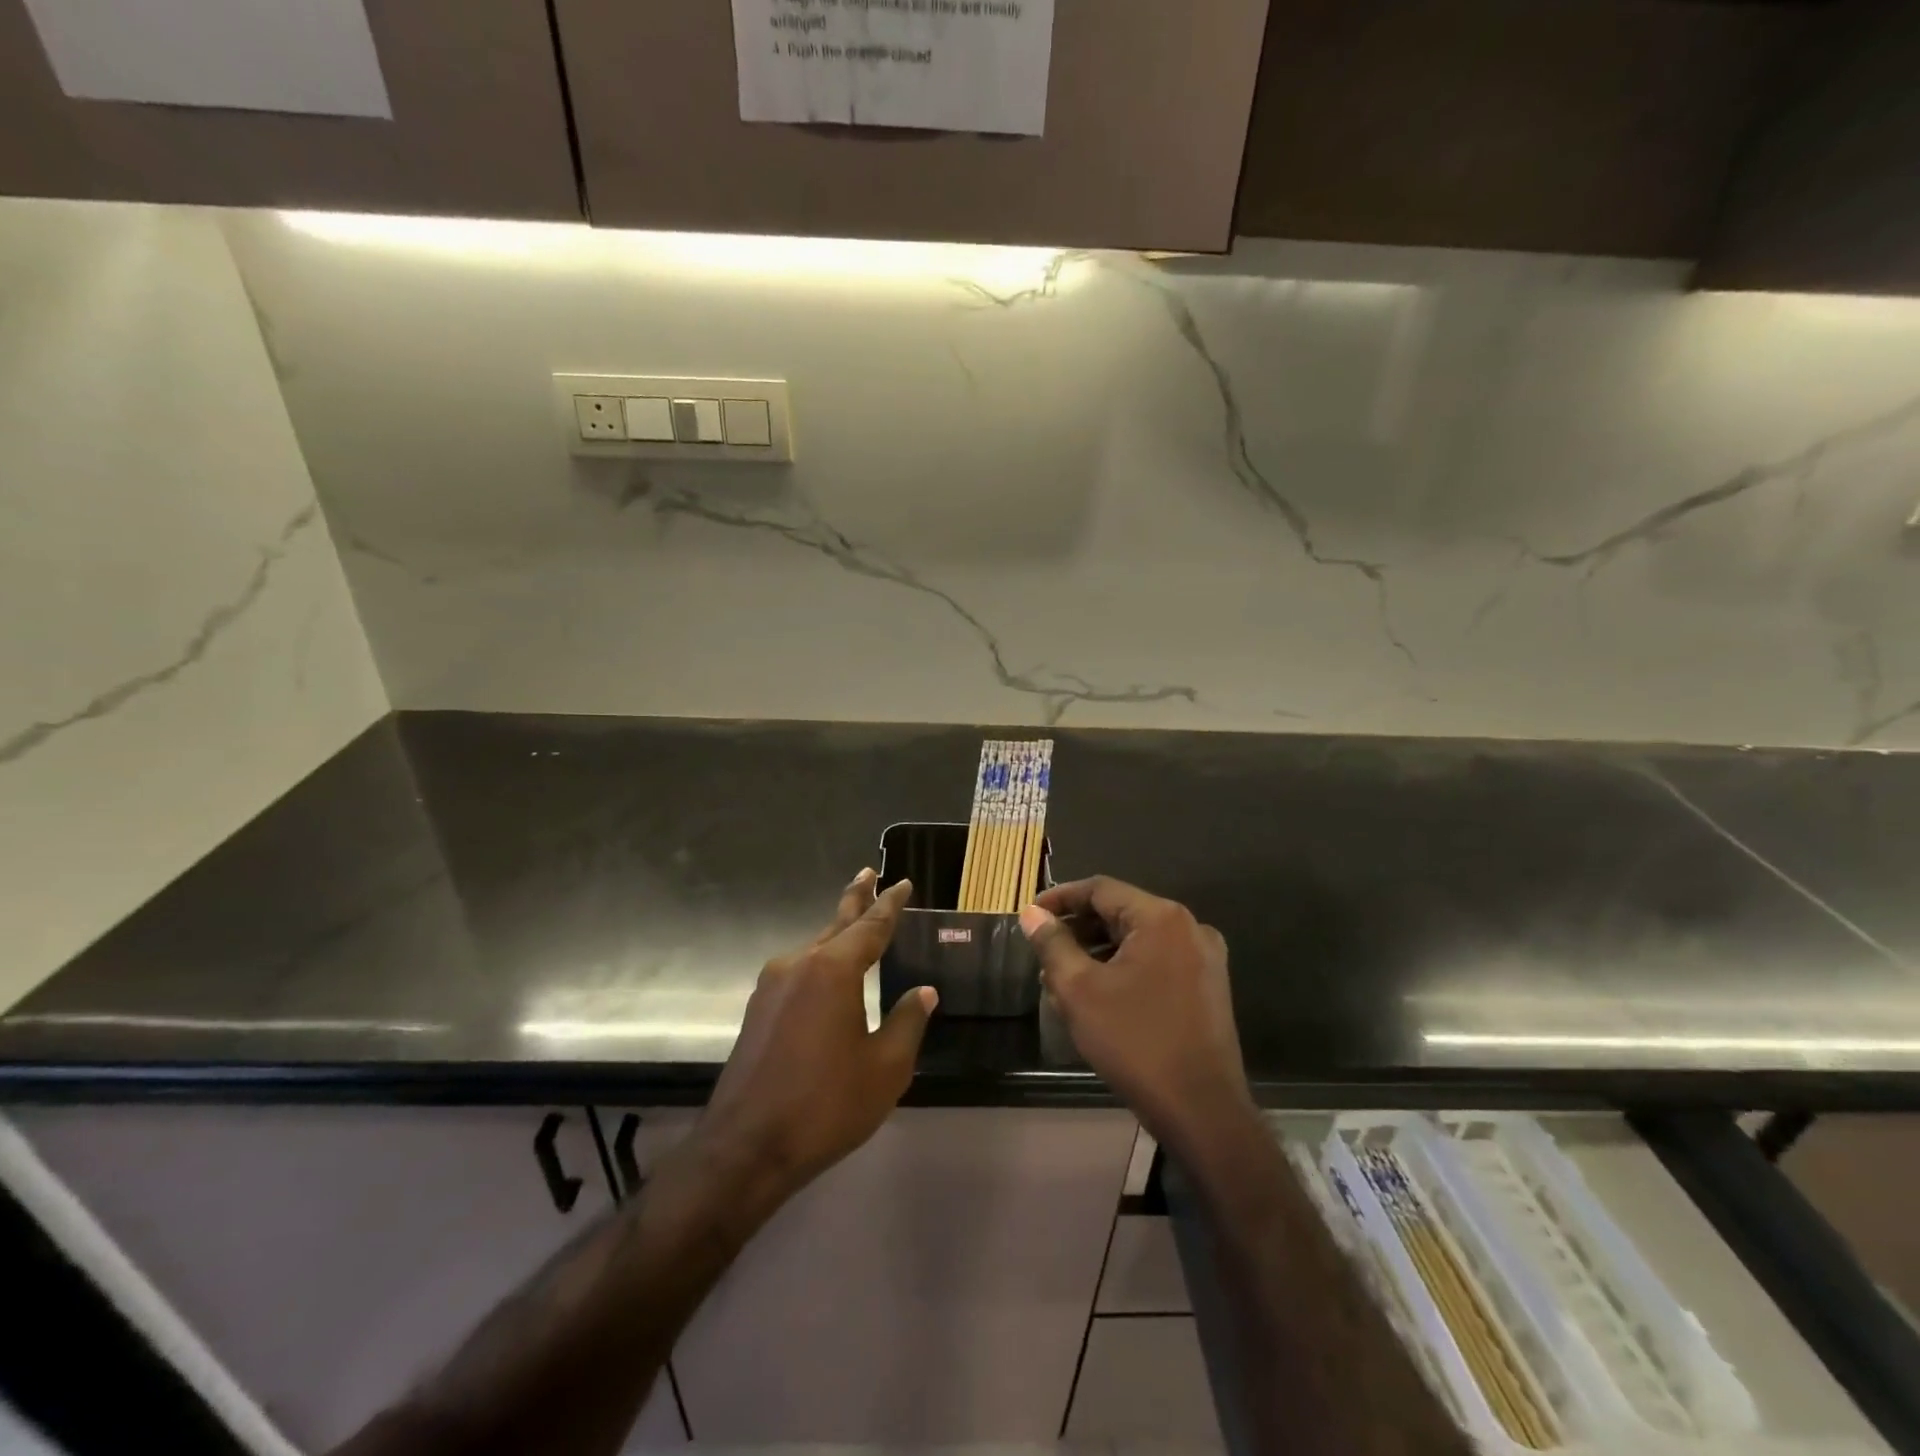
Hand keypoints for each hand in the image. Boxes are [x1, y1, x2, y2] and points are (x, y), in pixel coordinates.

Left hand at [699, 871, 936, 1201]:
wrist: (746, 1148)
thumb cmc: (825, 1105)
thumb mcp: (885, 1068)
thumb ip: (907, 1022)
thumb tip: (924, 992)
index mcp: (833, 970)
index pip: (871, 926)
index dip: (890, 904)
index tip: (903, 883)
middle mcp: (799, 965)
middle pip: (836, 924)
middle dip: (856, 898)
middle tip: (868, 872)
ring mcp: (772, 986)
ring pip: (814, 948)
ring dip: (837, 934)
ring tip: (856, 924)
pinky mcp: (758, 1009)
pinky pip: (798, 971)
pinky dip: (820, 961)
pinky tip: (828, 975)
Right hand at [1019, 877, 1252, 1158]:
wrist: (1202, 1111)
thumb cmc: (1135, 1042)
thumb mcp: (1079, 991)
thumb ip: (1052, 944)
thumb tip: (1032, 914)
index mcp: (1161, 918)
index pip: (1100, 889)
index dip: (1060, 897)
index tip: (1030, 914)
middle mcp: (1189, 927)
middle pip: (1120, 911)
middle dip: (1078, 928)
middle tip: (1042, 949)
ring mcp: (1203, 958)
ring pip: (1137, 939)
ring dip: (1097, 950)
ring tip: (1061, 976)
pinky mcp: (1207, 987)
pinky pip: (1156, 961)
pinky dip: (1123, 967)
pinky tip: (1097, 994)